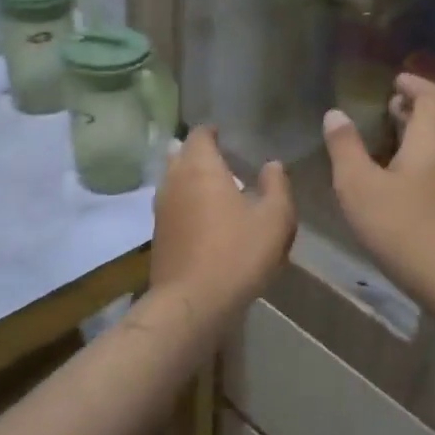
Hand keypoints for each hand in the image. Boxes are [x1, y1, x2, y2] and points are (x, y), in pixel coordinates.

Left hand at [150, 127, 295, 315]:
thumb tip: (272, 164)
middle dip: (197, 153)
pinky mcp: (158, 234)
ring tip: (214, 188)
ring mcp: (161, 208)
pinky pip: (171, 205)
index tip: (228, 136)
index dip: (212, 132)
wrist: (193, 303)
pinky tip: (203, 217)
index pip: (199, 134)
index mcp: (200, 167)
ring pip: (172, 180)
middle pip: (179, 153)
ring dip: (189, 178)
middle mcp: (174, 180)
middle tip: (222, 160)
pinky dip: (185, 202)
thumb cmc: (237, 253)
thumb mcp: (274, 219)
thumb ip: (276, 185)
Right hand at [324, 74, 434, 300]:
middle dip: (410, 109)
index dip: (414, 84)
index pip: (432, 97)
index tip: (395, 79)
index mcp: (433, 141)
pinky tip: (394, 179)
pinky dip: (416, 159)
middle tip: (384, 105)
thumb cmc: (403, 228)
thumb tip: (336, 114)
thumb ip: (345, 147)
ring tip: (383, 139)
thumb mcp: (360, 186)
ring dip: (412, 136)